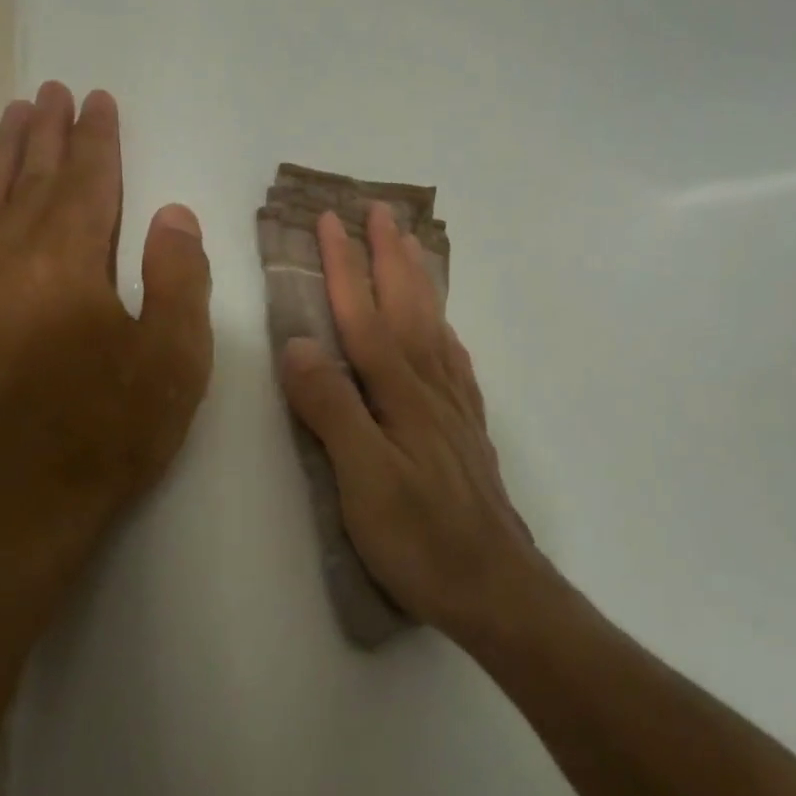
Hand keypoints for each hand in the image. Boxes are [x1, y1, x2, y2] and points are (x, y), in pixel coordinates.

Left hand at [0, 84, 213, 583]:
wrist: (12, 508)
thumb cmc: (108, 430)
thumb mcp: (174, 357)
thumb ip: (178, 277)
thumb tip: (173, 213)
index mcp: (69, 260)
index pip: (87, 180)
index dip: (96, 139)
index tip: (97, 101)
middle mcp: (5, 258)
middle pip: (28, 179)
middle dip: (44, 133)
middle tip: (50, 91)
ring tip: (8, 119)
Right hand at [277, 204, 539, 639]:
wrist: (496, 584)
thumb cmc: (421, 538)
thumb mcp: (362, 479)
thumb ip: (333, 409)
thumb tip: (299, 345)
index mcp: (400, 393)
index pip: (365, 317)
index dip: (345, 267)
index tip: (330, 221)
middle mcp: (431, 386)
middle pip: (407, 307)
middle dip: (388, 256)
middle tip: (380, 210)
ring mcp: (454, 406)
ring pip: (433, 325)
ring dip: (418, 281)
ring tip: (410, 247)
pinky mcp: (467, 429)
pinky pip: (455, 361)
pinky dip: (443, 330)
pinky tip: (442, 328)